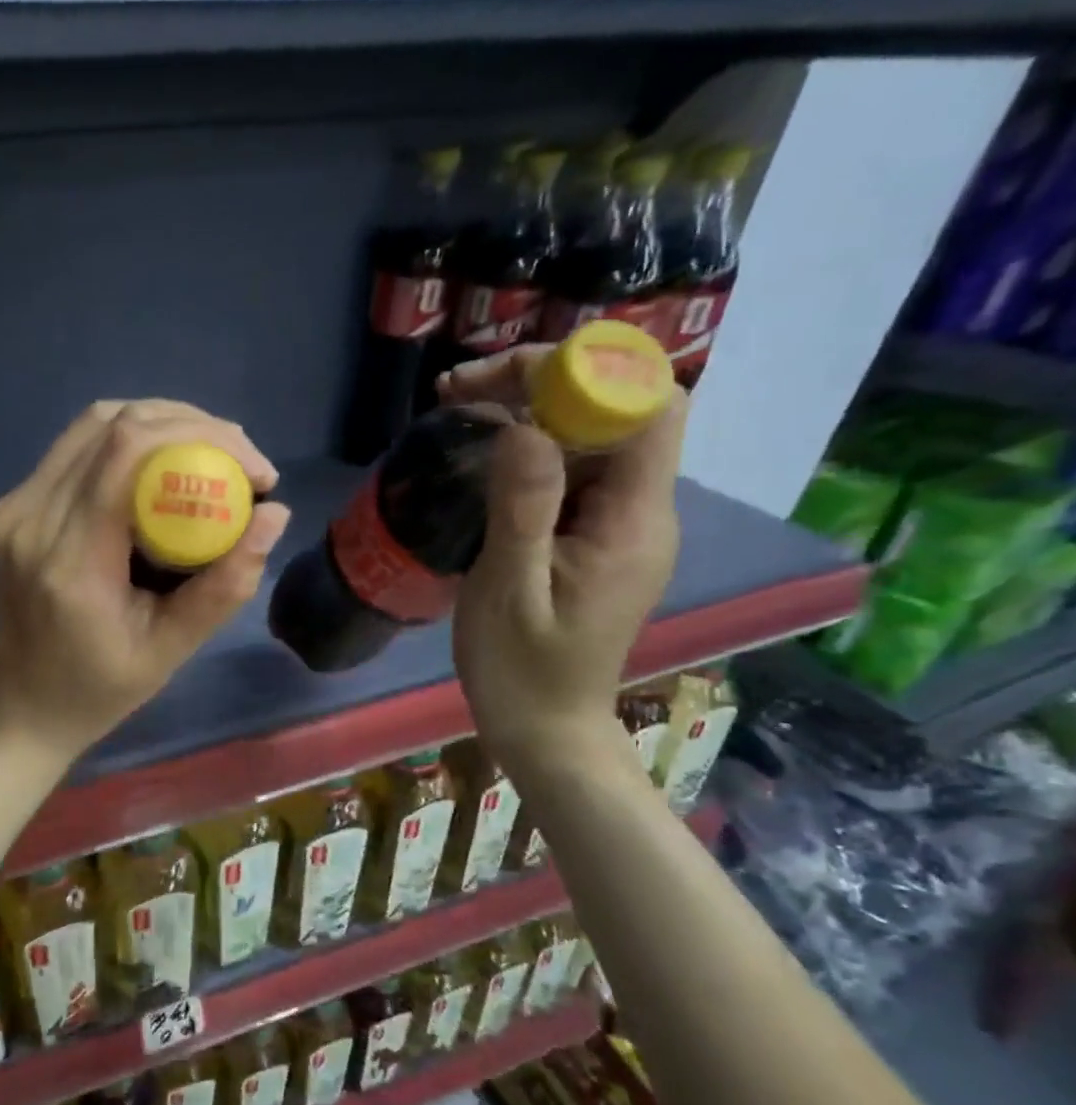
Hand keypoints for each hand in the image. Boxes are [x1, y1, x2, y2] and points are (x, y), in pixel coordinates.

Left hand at [0, 400, 291, 759]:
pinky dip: (127, 442)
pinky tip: (163, 466)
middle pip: (111, 424)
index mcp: (70, 560)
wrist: (24, 703)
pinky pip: (75, 448)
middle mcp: (31, 519)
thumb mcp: (170, 651)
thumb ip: (223, 586)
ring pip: (91, 424)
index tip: (256, 469)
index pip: (127, 452)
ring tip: (210, 453)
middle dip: (190, 424)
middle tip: (241, 459)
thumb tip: (274, 514)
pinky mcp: (12, 505)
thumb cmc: (99, 688)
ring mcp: (14, 507)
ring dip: (159, 423)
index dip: (201, 436)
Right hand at [443, 349, 687, 786]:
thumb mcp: (509, 591)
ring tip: (457, 405)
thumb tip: (526, 428)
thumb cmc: (521, 669)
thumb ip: (522, 509)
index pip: (647, 411)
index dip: (589, 376)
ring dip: (531, 409)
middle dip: (545, 382)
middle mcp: (640, 511)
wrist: (544, 729)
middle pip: (618, 412)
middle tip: (459, 388)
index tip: (507, 380)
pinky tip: (481, 450)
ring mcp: (618, 524)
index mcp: (632, 522)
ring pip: (591, 436)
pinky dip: (528, 446)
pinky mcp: (593, 536)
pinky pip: (572, 469)